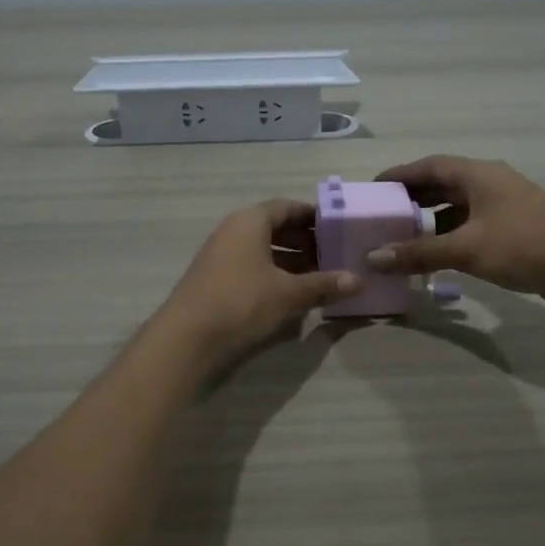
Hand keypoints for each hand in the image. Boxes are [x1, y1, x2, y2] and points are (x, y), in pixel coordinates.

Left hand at [158, 198, 358, 365]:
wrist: (186, 337)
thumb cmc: (241, 302)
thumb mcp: (288, 293)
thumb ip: (323, 284)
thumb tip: (357, 281)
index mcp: (250, 221)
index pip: (287, 207)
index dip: (313, 216)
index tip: (337, 228)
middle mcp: (233, 231)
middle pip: (275, 227)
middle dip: (305, 240)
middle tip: (334, 255)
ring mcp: (221, 255)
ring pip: (263, 249)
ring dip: (291, 260)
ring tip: (319, 277)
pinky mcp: (216, 279)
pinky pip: (252, 267)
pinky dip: (274, 274)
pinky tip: (292, 293)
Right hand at [367, 155, 544, 311]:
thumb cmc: (525, 246)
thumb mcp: (467, 249)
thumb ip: (418, 253)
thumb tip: (373, 258)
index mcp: (479, 175)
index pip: (429, 165)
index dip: (399, 175)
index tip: (372, 189)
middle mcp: (490, 183)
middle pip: (442, 184)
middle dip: (412, 198)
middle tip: (382, 216)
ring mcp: (505, 207)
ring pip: (458, 207)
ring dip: (430, 220)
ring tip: (401, 237)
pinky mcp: (515, 230)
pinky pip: (472, 226)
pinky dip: (450, 236)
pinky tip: (436, 256)